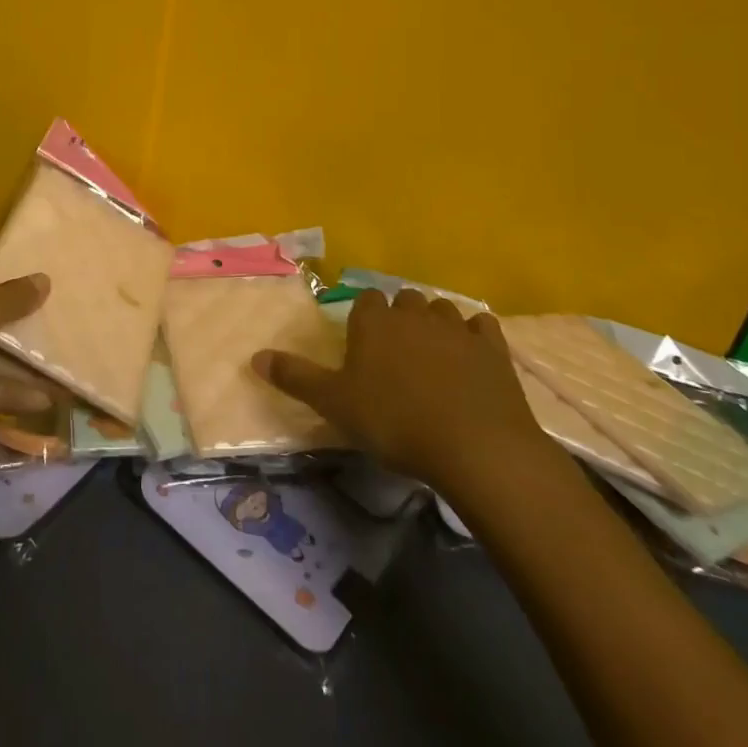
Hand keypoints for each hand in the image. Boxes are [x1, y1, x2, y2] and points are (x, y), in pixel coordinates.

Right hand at [253, 289, 556, 506]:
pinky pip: (481, 326)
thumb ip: (295, 377)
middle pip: (404, 300)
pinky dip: (475, 335)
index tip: (363, 343)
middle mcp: (413, 314)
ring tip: (433, 354)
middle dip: (399, 317)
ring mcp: (456, 328)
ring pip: (441, 309)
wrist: (475, 446)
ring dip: (435, 324)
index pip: (365, 302)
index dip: (364, 319)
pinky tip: (472, 355)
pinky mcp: (493, 348)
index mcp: (374, 322)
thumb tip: (254, 356)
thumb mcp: (334, 404)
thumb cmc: (395, 422)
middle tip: (396, 352)